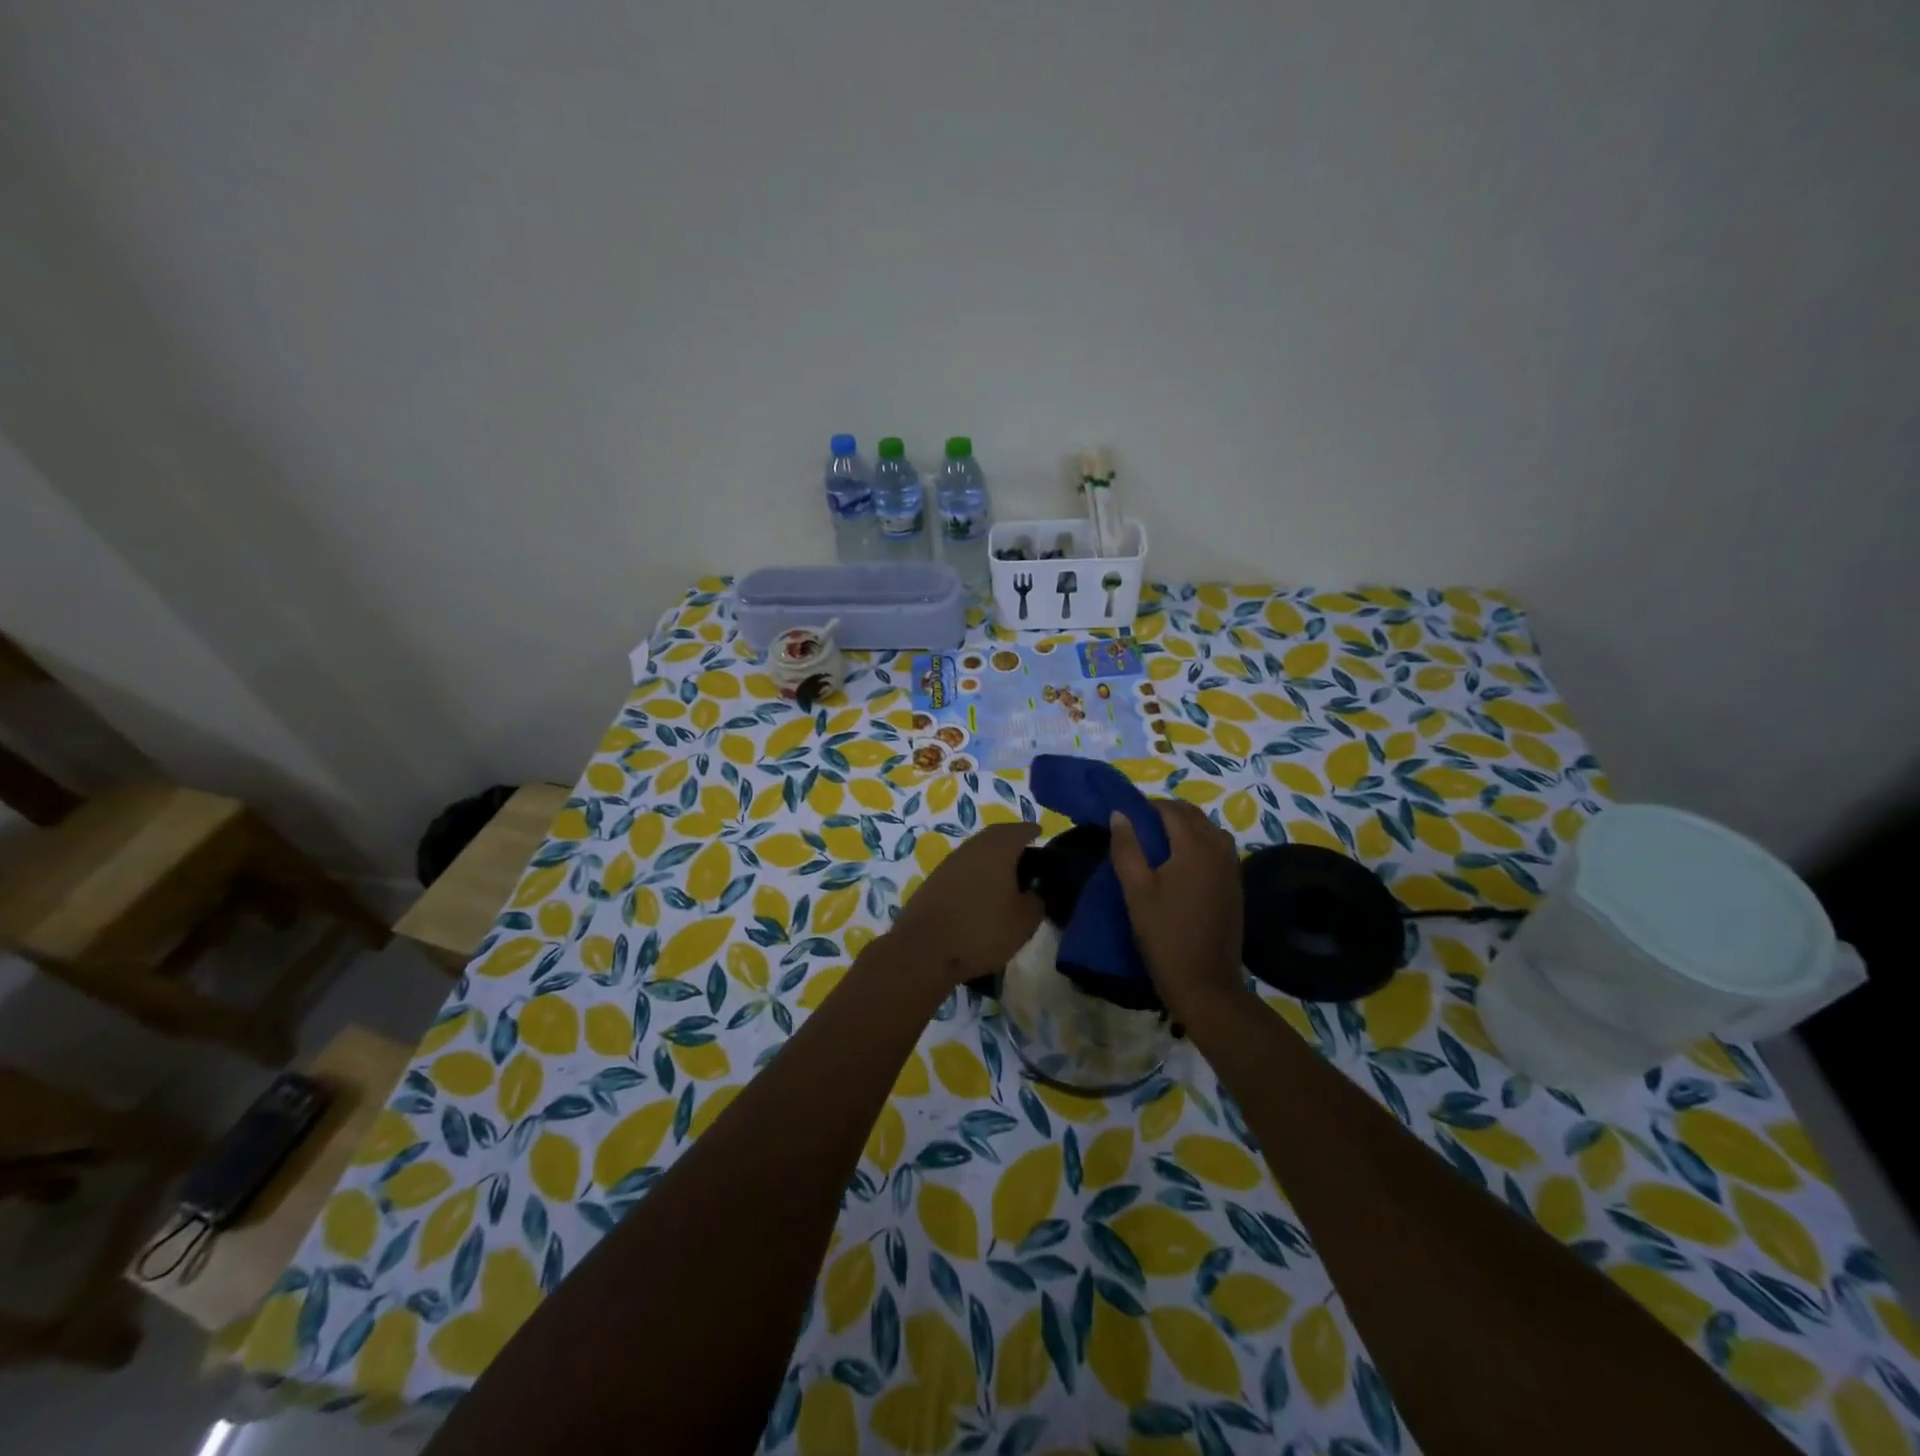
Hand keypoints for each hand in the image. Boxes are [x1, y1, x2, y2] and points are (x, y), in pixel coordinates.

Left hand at [889, 822, 1044, 986]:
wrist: (923, 949)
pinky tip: (982, 889)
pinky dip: (976, 871)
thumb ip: (1036, 901)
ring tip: (1007, 873)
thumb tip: (1036, 890)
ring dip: (992, 856)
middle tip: (1026, 852)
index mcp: (997, 849)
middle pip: (995, 836)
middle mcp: (972, 848)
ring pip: (977, 851)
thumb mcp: (1023, 922)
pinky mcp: (934, 881)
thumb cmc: (981, 931)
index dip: (1031, 831)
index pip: (1019, 831)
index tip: (1040, 832)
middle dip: (1011, 840)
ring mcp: (949, 863)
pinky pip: (963, 867)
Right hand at [1108, 799, 1246, 1023]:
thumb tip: (1120, 814)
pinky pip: (1217, 848)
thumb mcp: (1136, 889)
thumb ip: (1127, 846)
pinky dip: (1197, 844)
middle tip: (1137, 828)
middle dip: (1165, 814)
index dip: (1146, 807)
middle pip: (1192, 815)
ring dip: (1183, 827)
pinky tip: (1178, 864)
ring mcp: (1232, 866)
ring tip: (1156, 845)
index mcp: (1195, 845)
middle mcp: (1219, 847)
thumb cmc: (1164, 933)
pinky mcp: (1235, 884)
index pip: (1170, 809)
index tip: (1125, 816)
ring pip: (1207, 830)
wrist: (1204, 981)